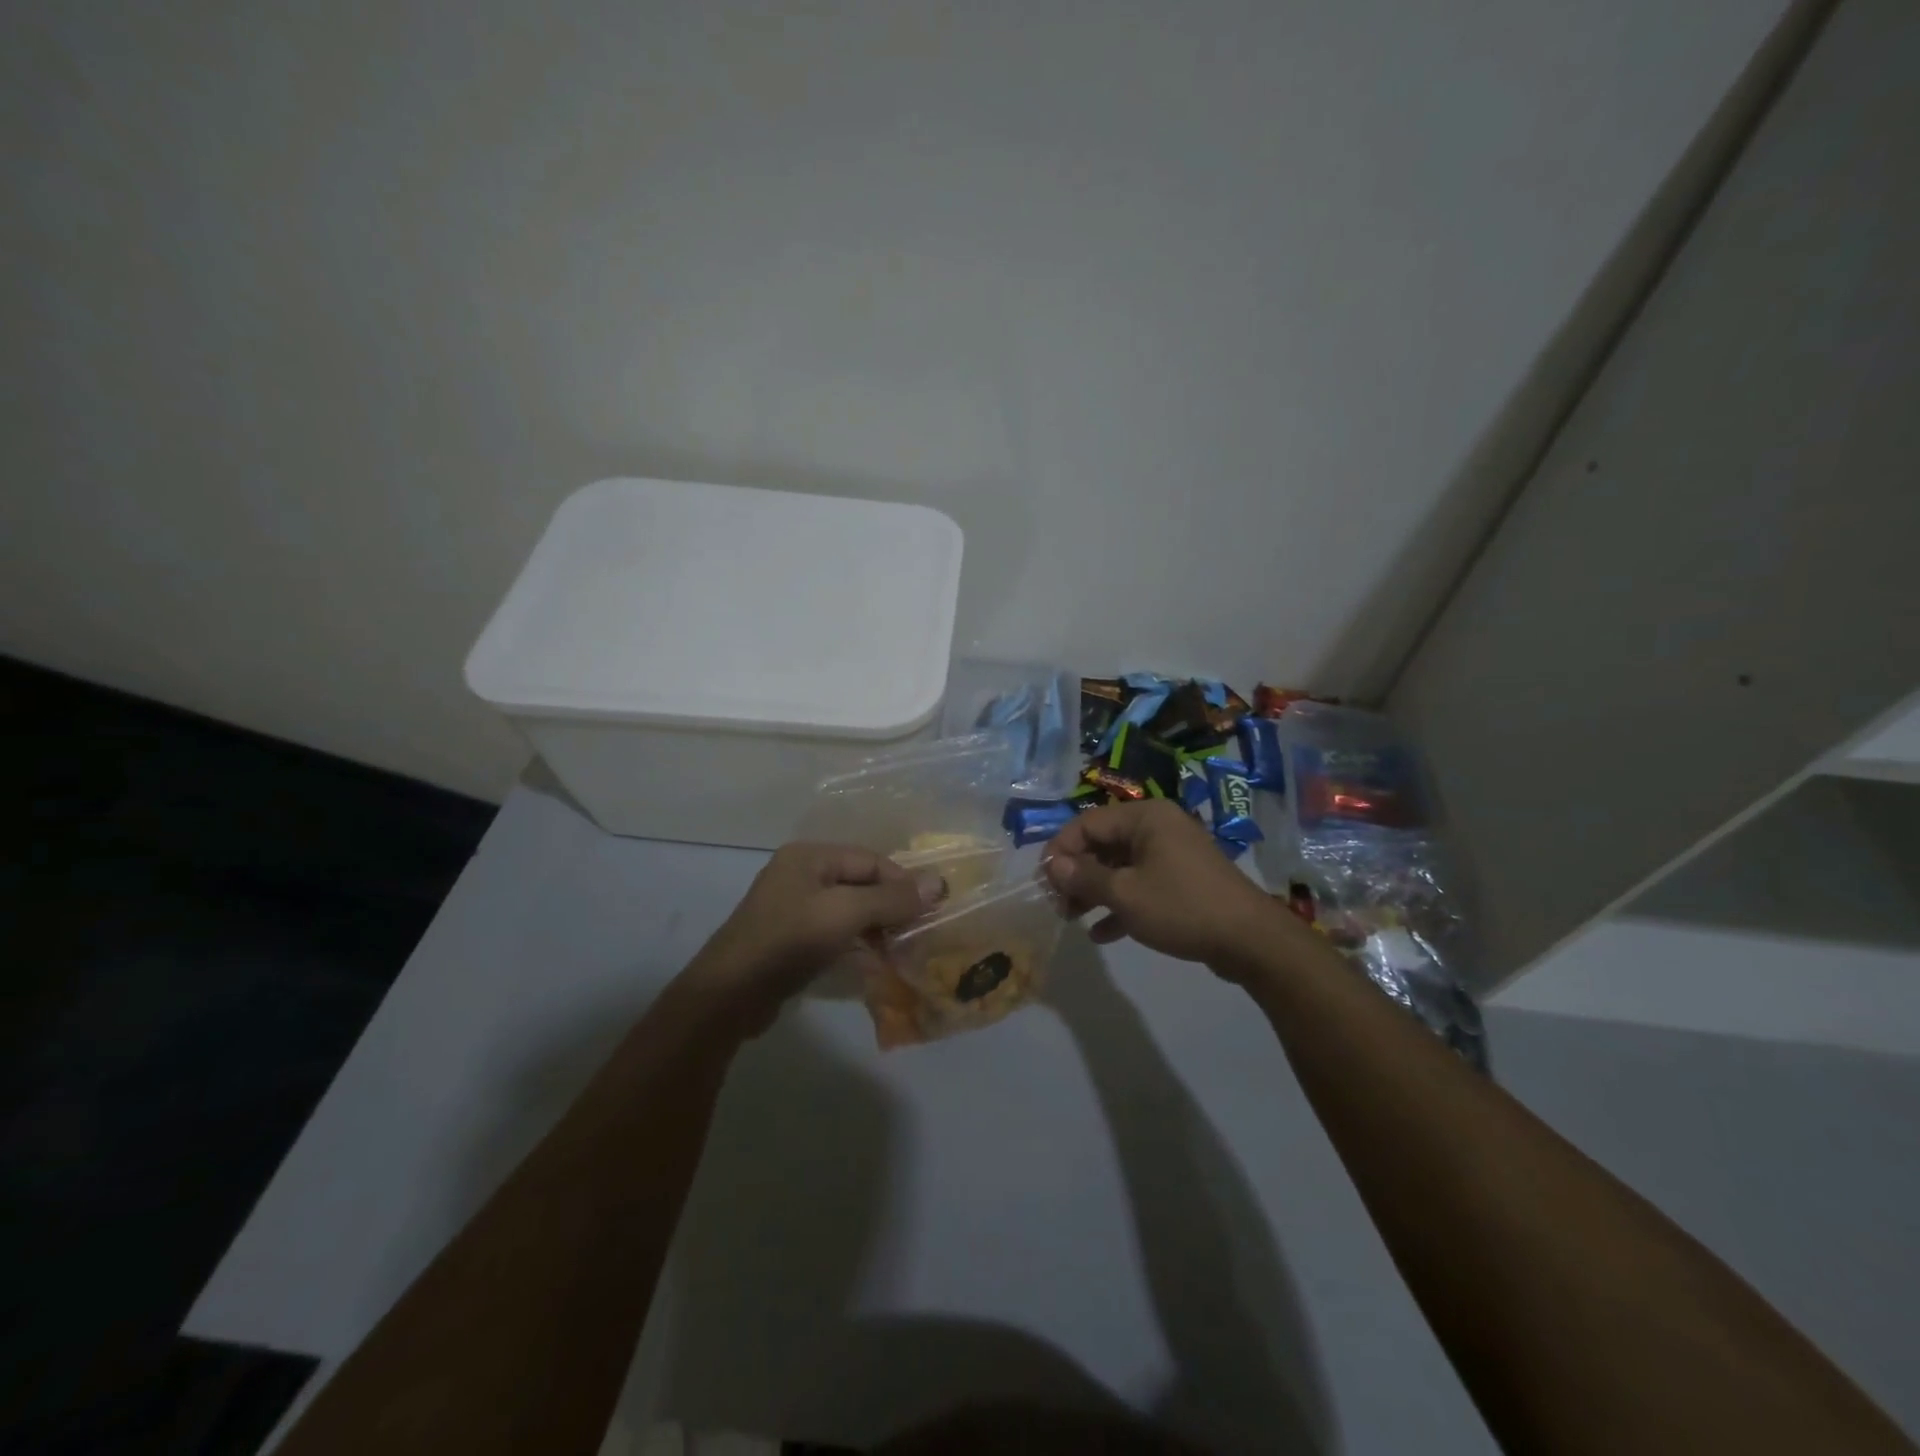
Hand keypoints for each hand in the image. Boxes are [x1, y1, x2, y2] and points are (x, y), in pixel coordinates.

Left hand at [683, 843, 945, 1035]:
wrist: (729, 995)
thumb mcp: (846, 913)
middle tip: (920, 934)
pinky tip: (875, 966)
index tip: (932, 909)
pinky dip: (856, 946)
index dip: (903, 882)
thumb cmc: (789, 940)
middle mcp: (801, 875)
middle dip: (891, 908)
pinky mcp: (790, 940)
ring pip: (849, 911)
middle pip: (860, 884)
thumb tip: (938, 883)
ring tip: (903, 953)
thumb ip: (892, 898)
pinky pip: (834, 934)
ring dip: (877, 930)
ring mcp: (793, 908)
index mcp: (810, 856)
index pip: (871, 860)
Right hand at [1043, 799, 1280, 971]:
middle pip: (1103, 844)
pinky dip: (1121, 904)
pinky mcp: (1182, 881)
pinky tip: (1101, 933)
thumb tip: (1052, 865)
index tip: (1043, 881)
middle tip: (1056, 903)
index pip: (1087, 823)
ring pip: (1121, 867)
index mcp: (1145, 817)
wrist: (1250, 940)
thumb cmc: (1181, 907)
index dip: (1060, 850)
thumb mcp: (1125, 894)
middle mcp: (1158, 828)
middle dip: (1077, 874)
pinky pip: (1141, 885)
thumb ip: (1084, 878)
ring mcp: (1172, 854)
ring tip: (1072, 918)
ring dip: (1095, 891)